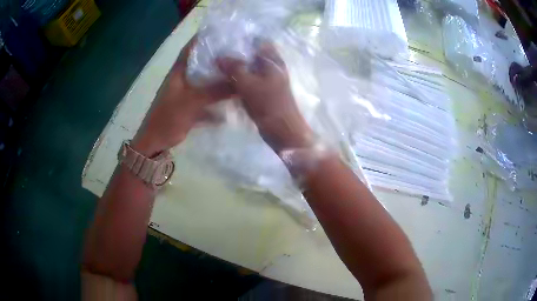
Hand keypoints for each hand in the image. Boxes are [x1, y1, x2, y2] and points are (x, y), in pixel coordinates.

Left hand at [132, 37, 232, 155]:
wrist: (156, 141)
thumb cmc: (169, 117)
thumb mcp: (192, 101)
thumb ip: (215, 91)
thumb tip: (239, 83)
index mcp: (178, 72)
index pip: (190, 49)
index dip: (203, 39)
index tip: (221, 34)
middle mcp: (183, 79)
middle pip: (201, 64)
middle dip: (217, 59)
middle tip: (237, 53)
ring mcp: (186, 93)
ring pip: (205, 82)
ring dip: (219, 79)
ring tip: (238, 73)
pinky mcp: (190, 107)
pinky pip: (206, 99)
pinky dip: (217, 100)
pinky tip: (232, 101)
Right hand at [217, 42, 313, 150]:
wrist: (282, 130)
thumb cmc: (268, 104)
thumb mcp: (248, 83)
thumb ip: (234, 68)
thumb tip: (219, 57)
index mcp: (273, 61)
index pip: (259, 42)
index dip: (244, 40)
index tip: (227, 41)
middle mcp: (272, 67)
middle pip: (253, 56)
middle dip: (237, 54)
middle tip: (218, 54)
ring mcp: (269, 80)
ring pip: (251, 69)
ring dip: (237, 68)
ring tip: (218, 66)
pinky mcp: (264, 92)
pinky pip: (250, 81)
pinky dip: (240, 80)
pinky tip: (226, 81)